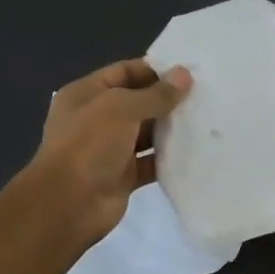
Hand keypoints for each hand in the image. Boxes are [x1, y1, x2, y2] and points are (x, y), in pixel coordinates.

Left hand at [30, 59, 191, 243]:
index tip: (189, 73)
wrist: (68, 204)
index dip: (155, 70)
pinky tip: (195, 151)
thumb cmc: (89, 145)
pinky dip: (169, 158)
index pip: (124, 72)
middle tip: (205, 96)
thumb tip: (184, 75)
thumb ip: (155, 94)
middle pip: (138, 102)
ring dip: (171, 128)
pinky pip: (151, 162)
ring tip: (206, 121)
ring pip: (146, 133)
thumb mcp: (121, 109)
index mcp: (87, 94)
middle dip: (167, 99)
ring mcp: (110, 148)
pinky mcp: (123, 175)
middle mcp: (97, 118)